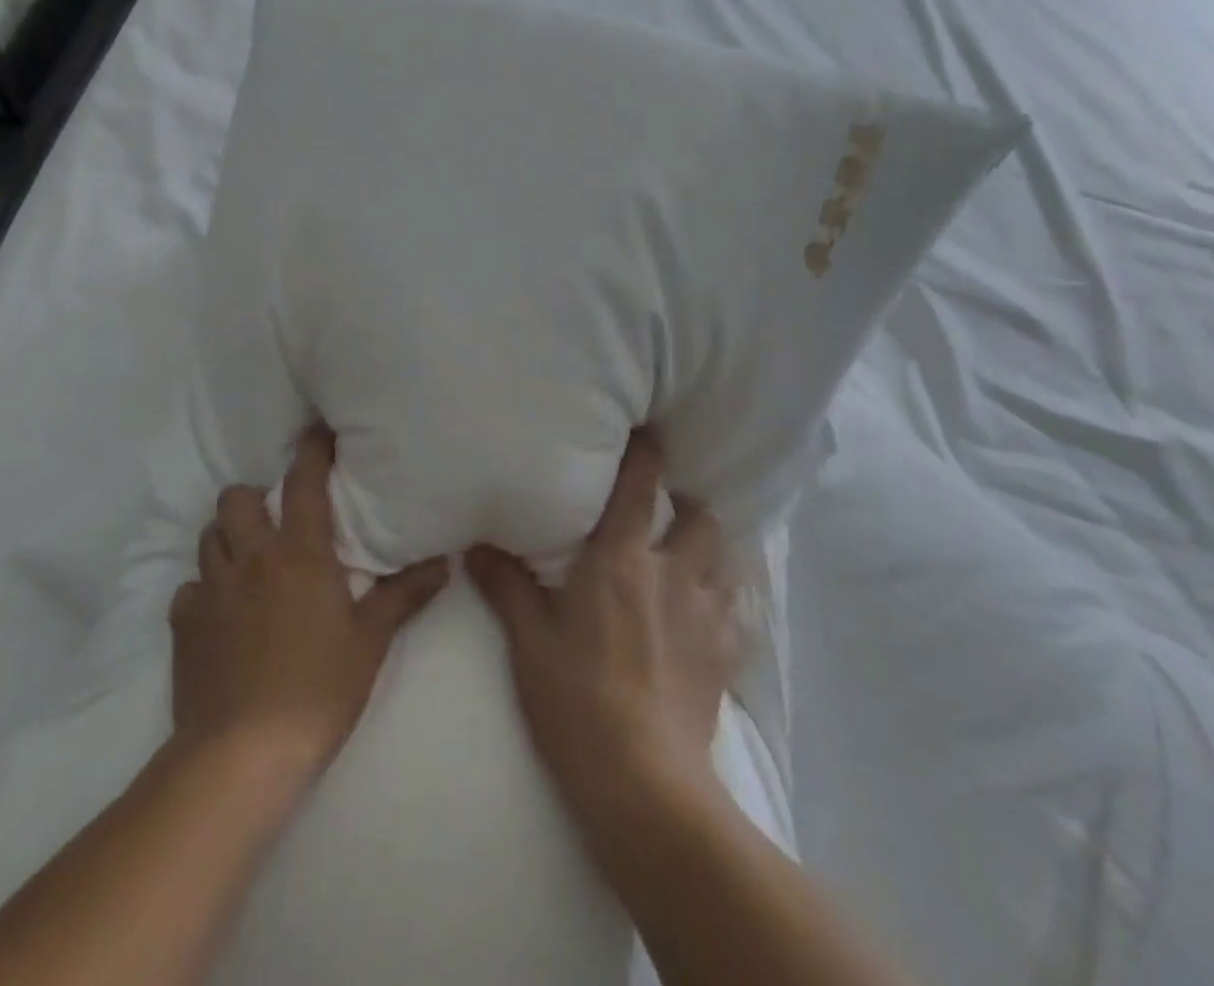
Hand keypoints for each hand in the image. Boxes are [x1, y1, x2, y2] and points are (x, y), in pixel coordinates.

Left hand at [170, 426, 449, 780]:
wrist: (242, 754)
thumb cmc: (318, 689)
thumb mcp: (370, 641)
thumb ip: (404, 595)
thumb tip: (443, 561)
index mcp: (299, 554)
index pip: (304, 483)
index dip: (312, 450)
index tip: (318, 430)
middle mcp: (251, 558)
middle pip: (236, 499)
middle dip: (253, 498)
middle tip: (274, 520)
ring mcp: (210, 590)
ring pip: (209, 537)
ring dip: (227, 538)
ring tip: (249, 561)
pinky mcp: (183, 626)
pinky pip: (189, 589)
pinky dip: (204, 591)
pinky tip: (221, 614)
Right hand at [467, 432, 739, 808]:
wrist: (643, 782)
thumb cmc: (576, 698)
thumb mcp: (529, 640)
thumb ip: (506, 585)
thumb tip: (476, 545)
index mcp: (621, 558)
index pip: (642, 485)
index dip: (647, 451)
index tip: (647, 431)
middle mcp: (672, 572)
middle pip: (700, 516)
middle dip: (687, 506)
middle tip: (665, 513)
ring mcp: (706, 613)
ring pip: (726, 559)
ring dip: (710, 551)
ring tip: (688, 559)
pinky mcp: (726, 655)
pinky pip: (737, 613)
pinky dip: (726, 603)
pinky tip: (707, 617)